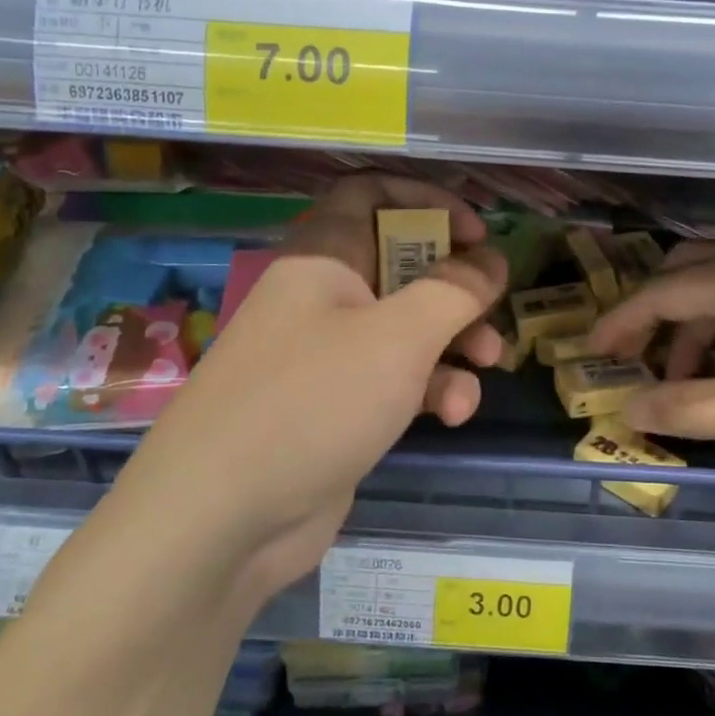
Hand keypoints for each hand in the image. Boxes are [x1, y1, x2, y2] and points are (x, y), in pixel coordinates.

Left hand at [129, 174, 506, 599]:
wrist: (220, 520)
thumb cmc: (313, 401)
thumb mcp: (397, 336)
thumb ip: (454, 290)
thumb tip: (493, 259)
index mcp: (323, 257)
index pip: (372, 195)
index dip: (428, 202)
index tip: (477, 233)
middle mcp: (323, 298)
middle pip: (401, 264)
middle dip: (455, 284)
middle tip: (492, 304)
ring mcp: (329, 356)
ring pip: (406, 327)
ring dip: (454, 342)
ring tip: (487, 364)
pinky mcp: (339, 408)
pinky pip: (396, 380)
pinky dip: (429, 389)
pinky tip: (452, 416)